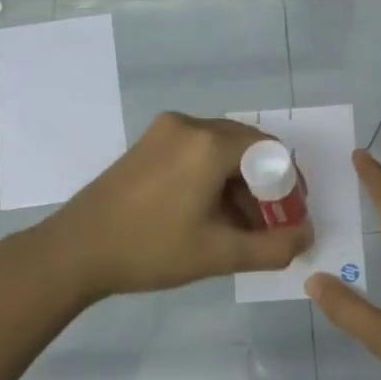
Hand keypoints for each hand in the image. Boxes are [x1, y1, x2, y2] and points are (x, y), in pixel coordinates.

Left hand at [41, 112, 313, 299]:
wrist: (74, 251)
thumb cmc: (150, 250)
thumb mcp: (219, 254)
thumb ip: (273, 247)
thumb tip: (306, 237)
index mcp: (208, 143)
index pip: (271, 151)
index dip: (289, 185)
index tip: (290, 219)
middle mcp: (188, 125)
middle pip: (247, 147)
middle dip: (264, 186)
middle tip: (268, 225)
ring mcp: (164, 131)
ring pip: (221, 150)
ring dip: (239, 184)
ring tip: (239, 226)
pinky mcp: (147, 144)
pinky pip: (196, 152)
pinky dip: (213, 178)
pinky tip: (209, 213)